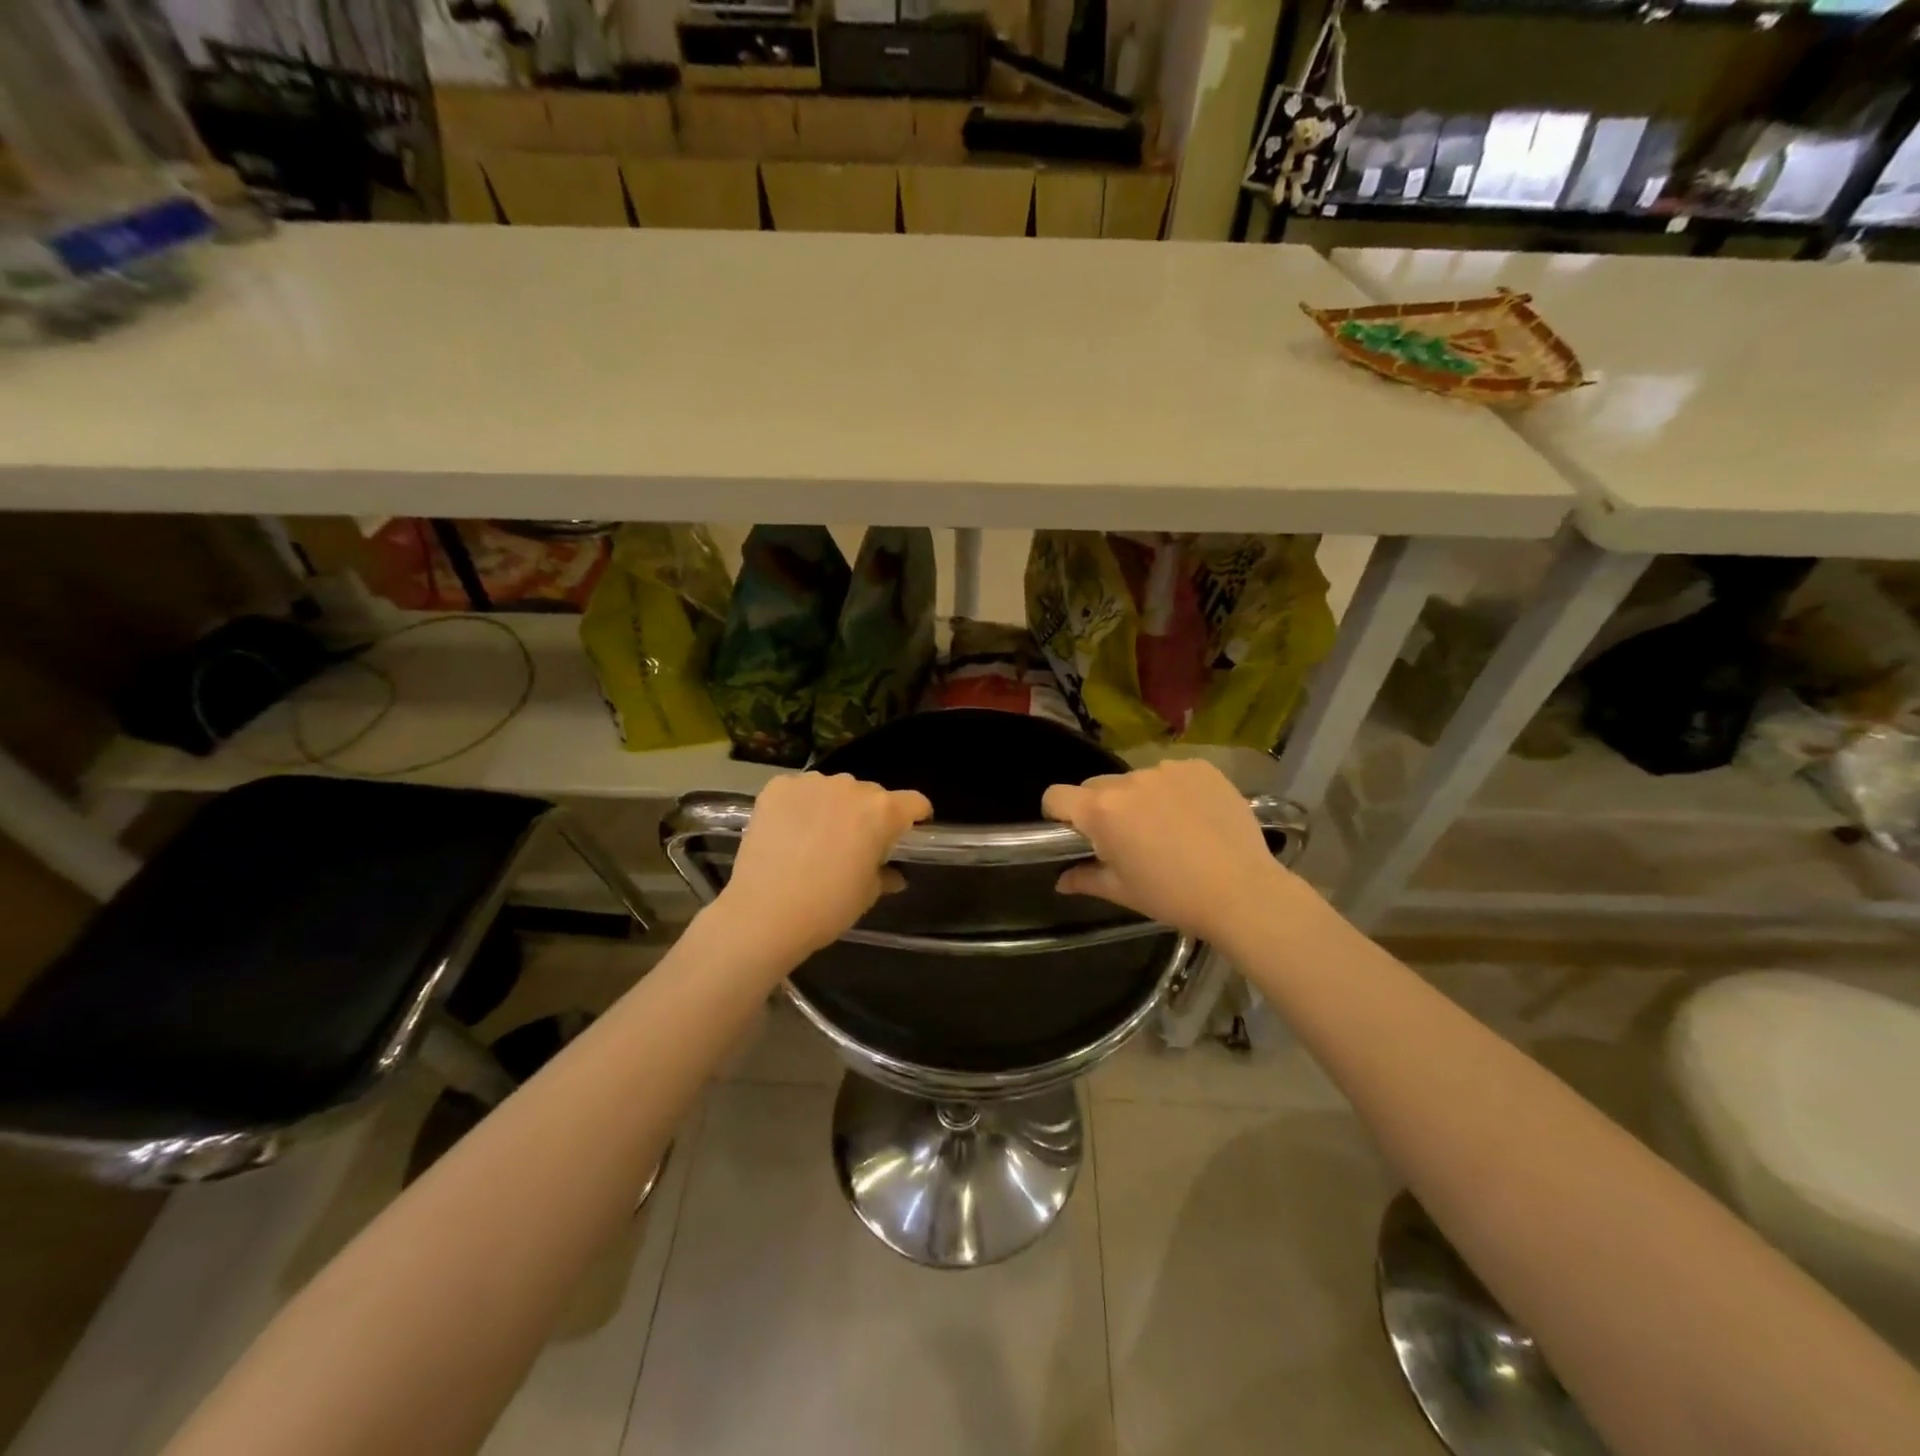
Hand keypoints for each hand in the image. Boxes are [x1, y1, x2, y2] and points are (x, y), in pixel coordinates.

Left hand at [714, 772, 931, 961]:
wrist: (764, 913)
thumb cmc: (828, 906)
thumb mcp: (867, 894)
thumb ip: (885, 874)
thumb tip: (894, 874)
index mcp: (882, 811)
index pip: (914, 802)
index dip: (916, 817)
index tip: (908, 833)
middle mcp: (850, 787)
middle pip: (872, 794)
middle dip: (869, 814)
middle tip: (855, 843)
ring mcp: (811, 783)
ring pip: (834, 789)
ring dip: (834, 807)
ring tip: (817, 837)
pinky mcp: (777, 787)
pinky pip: (799, 790)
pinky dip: (800, 805)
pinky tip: (789, 832)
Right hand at [1043, 760, 1298, 944]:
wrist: (1243, 891)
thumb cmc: (1173, 896)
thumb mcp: (1123, 891)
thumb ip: (1085, 879)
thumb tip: (1061, 881)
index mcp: (1101, 811)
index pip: (1055, 796)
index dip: (1058, 814)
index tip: (1074, 834)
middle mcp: (1129, 781)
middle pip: (1096, 787)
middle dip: (1101, 808)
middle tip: (1125, 839)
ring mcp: (1167, 770)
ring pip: (1136, 780)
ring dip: (1140, 799)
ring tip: (1168, 830)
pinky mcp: (1200, 767)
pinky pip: (1172, 774)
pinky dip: (1174, 791)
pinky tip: (1194, 818)